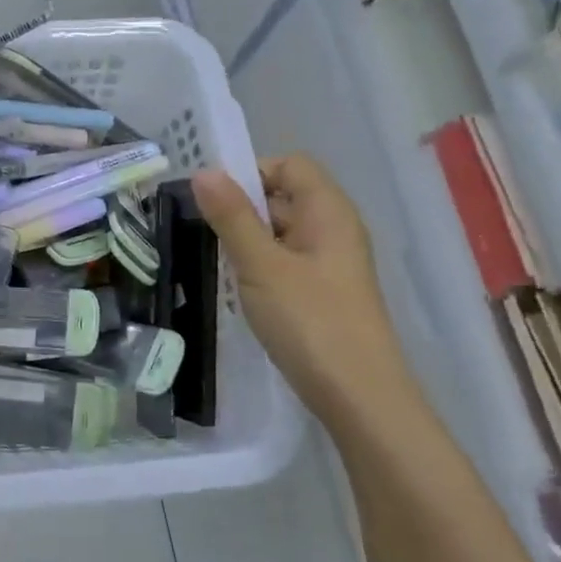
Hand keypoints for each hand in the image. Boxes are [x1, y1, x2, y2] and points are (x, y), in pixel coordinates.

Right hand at [192, 157, 412, 418]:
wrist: (358, 395)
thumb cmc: (309, 321)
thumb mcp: (261, 265)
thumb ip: (231, 217)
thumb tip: (203, 172)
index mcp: (328, 212)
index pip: (289, 165)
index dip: (250, 172)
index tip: (211, 201)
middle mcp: (334, 229)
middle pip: (285, 196)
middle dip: (242, 208)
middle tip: (202, 232)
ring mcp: (331, 263)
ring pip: (281, 232)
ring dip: (247, 240)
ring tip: (216, 262)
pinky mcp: (323, 292)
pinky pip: (285, 261)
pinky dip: (259, 266)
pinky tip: (239, 290)